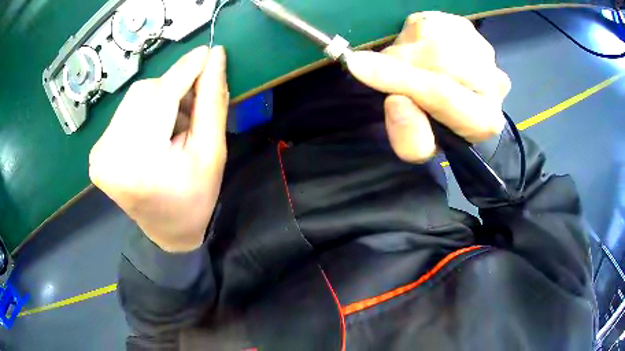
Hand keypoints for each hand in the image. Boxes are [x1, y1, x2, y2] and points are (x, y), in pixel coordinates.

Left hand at [89, 46, 228, 251]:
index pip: (161, 97)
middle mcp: (109, 156)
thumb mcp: (212, 152)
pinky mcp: (96, 153)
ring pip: (134, 98)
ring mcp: (98, 155)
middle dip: (173, 91)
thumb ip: (212, 102)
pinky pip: (124, 112)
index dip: (186, 70)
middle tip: (191, 111)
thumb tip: (215, 56)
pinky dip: (144, 111)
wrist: (168, 231)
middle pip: (145, 92)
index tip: (207, 52)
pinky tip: (155, 132)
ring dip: (159, 100)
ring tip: (172, 127)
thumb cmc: (195, 198)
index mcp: (139, 163)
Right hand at [345, 11, 510, 162]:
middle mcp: (494, 83)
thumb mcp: (419, 147)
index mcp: (484, 121)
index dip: (399, 79)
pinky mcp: (471, 30)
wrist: (456, 101)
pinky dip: (416, 34)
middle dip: (402, 62)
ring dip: (409, 48)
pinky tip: (423, 51)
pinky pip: (431, 22)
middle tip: (390, 72)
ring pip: (433, 35)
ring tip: (411, 65)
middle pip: (438, 57)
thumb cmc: (436, 127)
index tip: (358, 66)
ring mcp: (484, 51)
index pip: (442, 94)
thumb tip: (396, 101)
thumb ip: (409, 139)